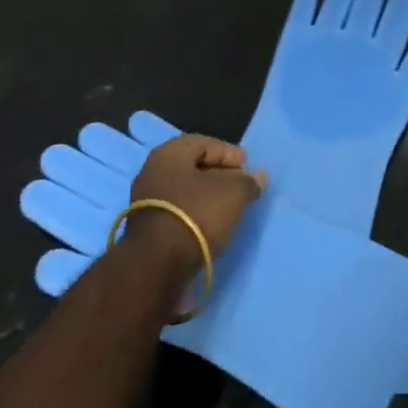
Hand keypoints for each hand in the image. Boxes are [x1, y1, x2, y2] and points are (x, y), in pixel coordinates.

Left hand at [127, 135, 267, 274]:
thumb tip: (260, 176)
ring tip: (231, 207)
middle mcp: (153, 172)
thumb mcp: (232, 193)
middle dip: (219, 174)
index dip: (228, 152)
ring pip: (185, 192)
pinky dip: (197, 214)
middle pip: (192, 167)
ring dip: (208, 197)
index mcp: (169, 154)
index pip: (203, 143)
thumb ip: (248, 182)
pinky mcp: (148, 230)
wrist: (158, 264)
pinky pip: (178, 212)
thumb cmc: (196, 214)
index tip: (247, 165)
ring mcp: (147, 203)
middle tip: (241, 185)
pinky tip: (213, 225)